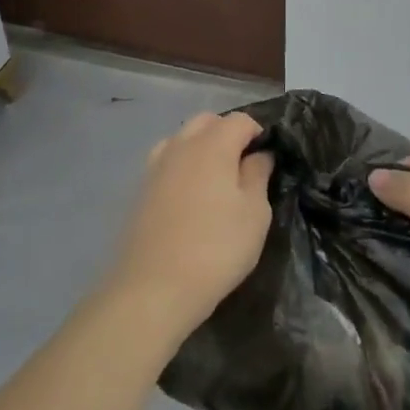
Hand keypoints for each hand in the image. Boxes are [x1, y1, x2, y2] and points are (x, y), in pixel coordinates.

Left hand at [105, 112, 273, 340]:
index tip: (268, 158)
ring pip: (182, 138)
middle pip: (206, 121)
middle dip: (227, 133)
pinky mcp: (140, 189)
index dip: (258, 132)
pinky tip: (190, 196)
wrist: (154, 288)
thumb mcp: (255, 213)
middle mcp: (180, 146)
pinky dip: (182, 166)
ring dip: (201, 147)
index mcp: (212, 145)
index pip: (240, 120)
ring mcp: (155, 166)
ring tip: (216, 180)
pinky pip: (166, 161)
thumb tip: (259, 155)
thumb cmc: (217, 249)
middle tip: (243, 166)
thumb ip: (258, 175)